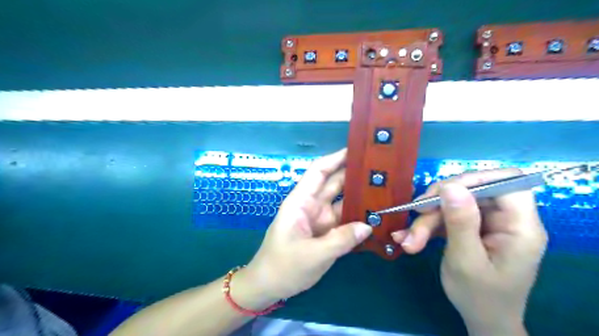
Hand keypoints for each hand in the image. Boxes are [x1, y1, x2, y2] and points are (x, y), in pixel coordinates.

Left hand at [242, 148, 370, 301]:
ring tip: (386, 190)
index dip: (336, 158)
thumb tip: (368, 225)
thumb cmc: (283, 266)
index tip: (357, 150)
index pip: (319, 172)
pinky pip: (344, 220)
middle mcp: (311, 205)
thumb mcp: (313, 255)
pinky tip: (376, 215)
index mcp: (301, 201)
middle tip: (381, 169)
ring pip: (342, 201)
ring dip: (360, 196)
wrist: (269, 286)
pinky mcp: (326, 232)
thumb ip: (342, 239)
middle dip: (354, 175)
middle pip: (334, 183)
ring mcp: (320, 219)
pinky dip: (358, 216)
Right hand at [392, 170, 548, 335]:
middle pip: (471, 191)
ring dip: (427, 219)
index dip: (474, 179)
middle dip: (439, 203)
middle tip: (415, 216)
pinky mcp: (470, 227)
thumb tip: (450, 186)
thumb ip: (461, 222)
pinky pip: (446, 216)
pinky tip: (409, 239)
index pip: (506, 182)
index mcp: (520, 226)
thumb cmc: (480, 297)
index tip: (441, 191)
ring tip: (408, 241)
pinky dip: (426, 226)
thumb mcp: (466, 261)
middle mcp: (505, 219)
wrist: (481, 319)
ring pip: (452, 203)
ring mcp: (486, 223)